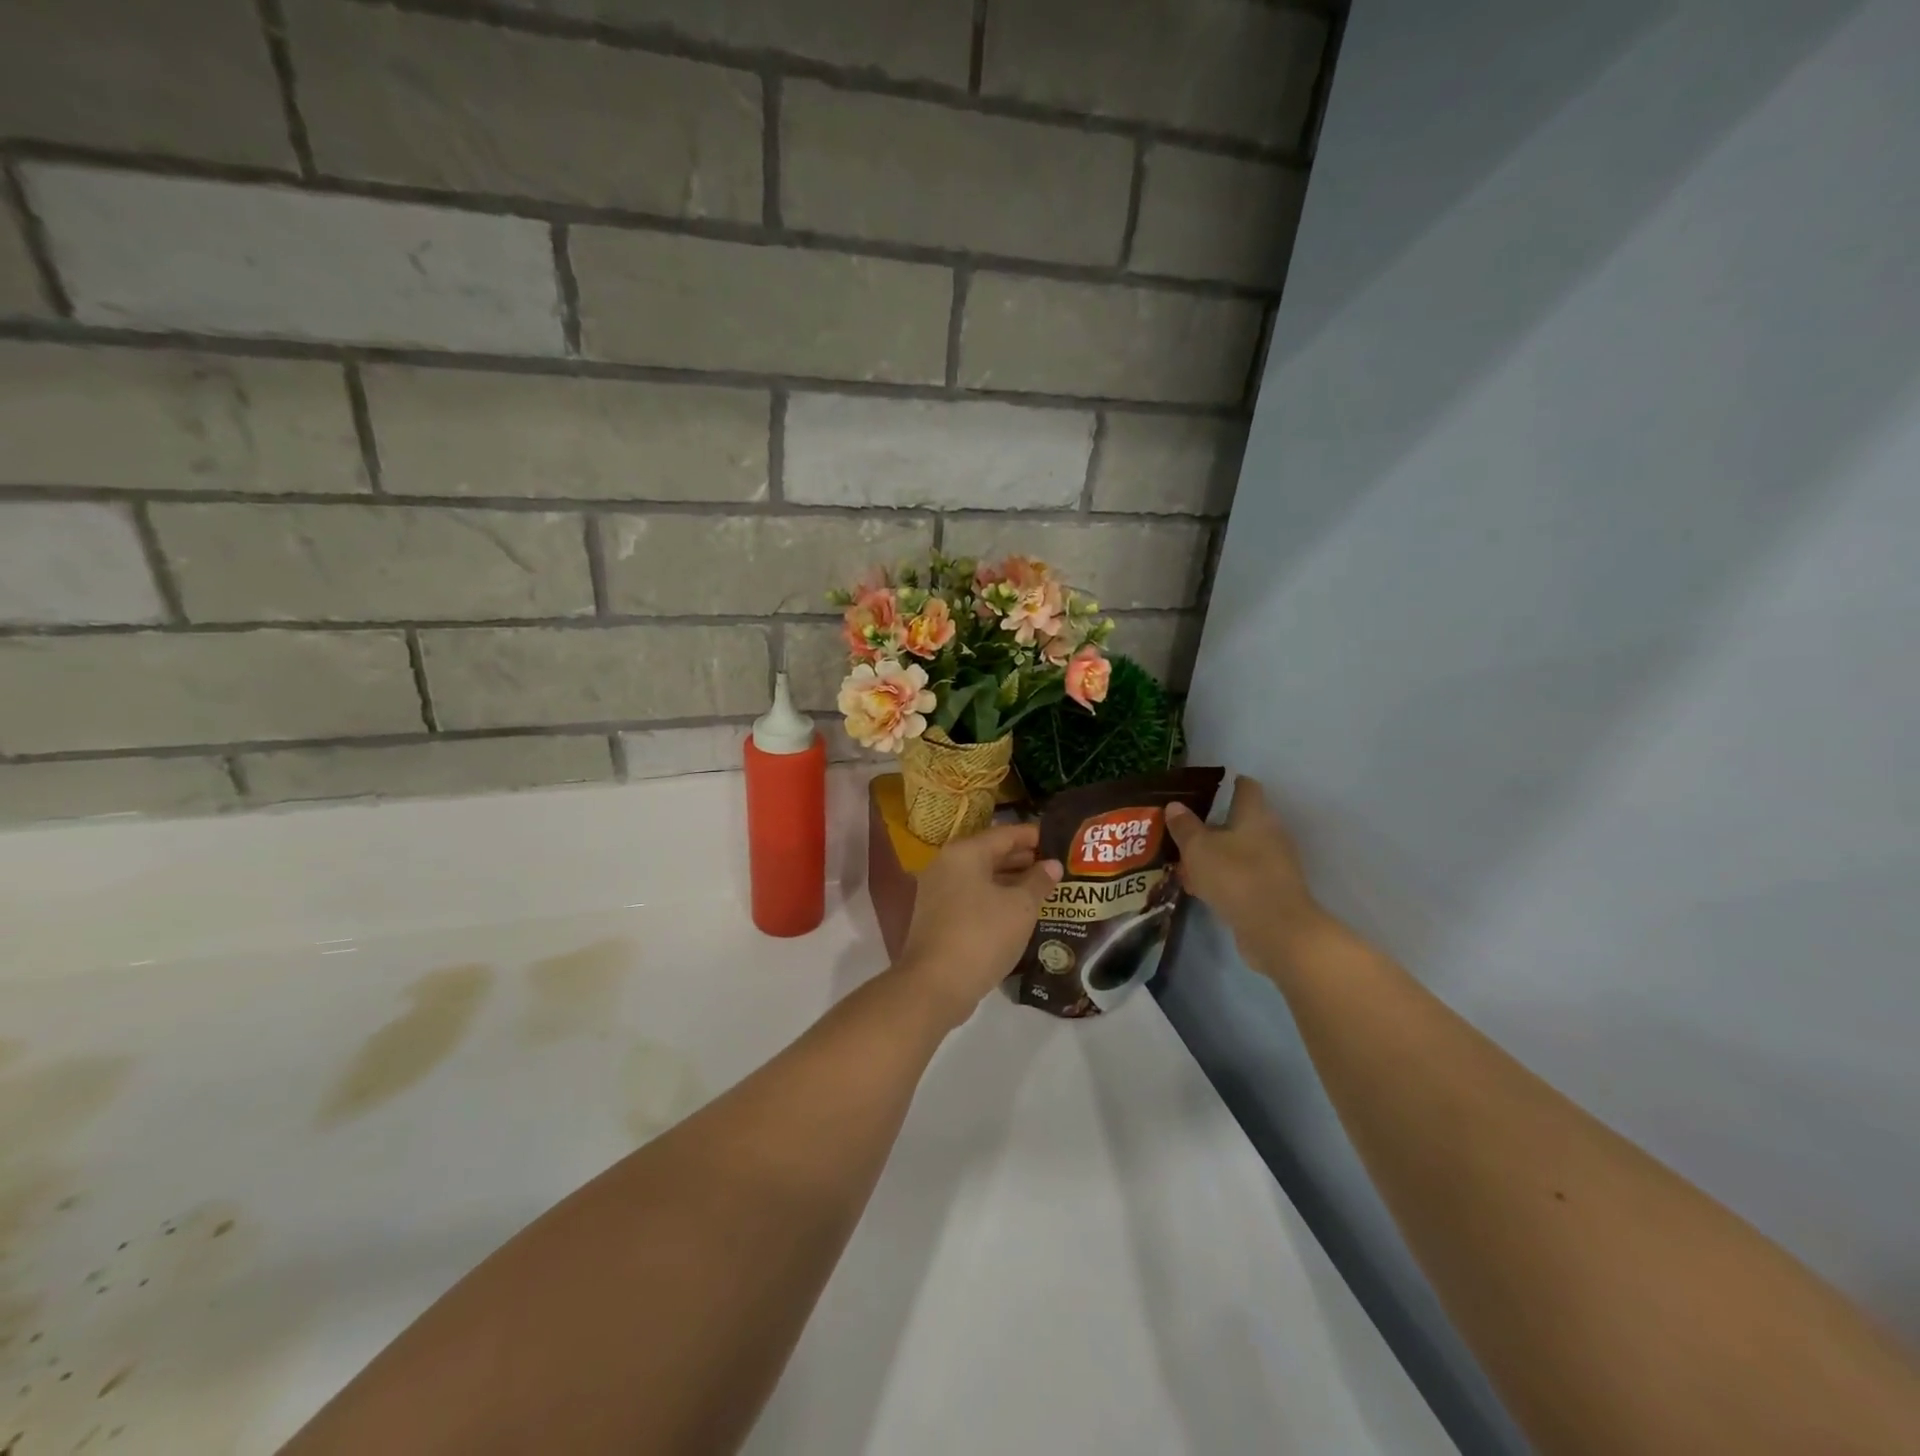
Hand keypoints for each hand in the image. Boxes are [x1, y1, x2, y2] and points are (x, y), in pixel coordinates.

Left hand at [895, 822, 1062, 1028]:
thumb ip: (1038, 882)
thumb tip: (1052, 865)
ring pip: (982, 878)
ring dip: (1011, 882)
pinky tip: (1018, 912)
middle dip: (1023, 859)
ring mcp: (938, 892)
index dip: (1033, 836)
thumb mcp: (1021, 907)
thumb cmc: (982, 935)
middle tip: (1055, 865)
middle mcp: (947, 865)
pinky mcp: (938, 917)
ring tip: (1043, 888)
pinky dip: (996, 899)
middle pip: (991, 854)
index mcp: (965, 853)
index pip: (1005, 834)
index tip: (1058, 840)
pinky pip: (973, 898)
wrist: (935, 984)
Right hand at [1165, 776, 1332, 972]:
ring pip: (1238, 851)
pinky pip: (1240, 876)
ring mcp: (1273, 865)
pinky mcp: (1270, 892)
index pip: (1246, 787)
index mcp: (1255, 815)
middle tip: (1181, 827)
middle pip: (1240, 821)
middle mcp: (1269, 834)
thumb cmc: (1236, 877)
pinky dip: (1221, 878)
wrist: (1277, 931)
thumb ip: (1185, 827)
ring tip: (1182, 860)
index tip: (1204, 787)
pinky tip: (1197, 888)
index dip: (1228, 783)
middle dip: (1211, 824)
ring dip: (1214, 854)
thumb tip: (1175, 805)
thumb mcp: (1199, 848)